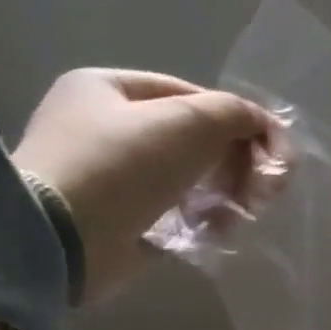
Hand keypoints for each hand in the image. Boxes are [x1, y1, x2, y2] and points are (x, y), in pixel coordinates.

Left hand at [12, 69, 271, 303]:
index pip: (191, 96)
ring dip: (227, 194)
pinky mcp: (122, 223)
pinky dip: (205, 221)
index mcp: (107, 89)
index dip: (238, 120)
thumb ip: (234, 113)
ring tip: (246, 212)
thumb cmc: (121, 165)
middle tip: (266, 188)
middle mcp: (105, 130)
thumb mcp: (187, 121)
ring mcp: (112, 180)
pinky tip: (220, 231)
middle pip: (194, 140)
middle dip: (238, 162)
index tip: (271, 150)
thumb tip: (263, 124)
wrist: (60, 240)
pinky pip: (177, 214)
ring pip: (191, 179)